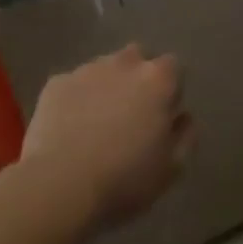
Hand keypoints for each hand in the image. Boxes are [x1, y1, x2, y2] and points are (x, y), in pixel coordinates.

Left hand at [20, 45, 194, 234]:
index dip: (170, 90)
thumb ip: (185, 136)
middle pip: (138, 58)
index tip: (163, 116)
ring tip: (97, 124)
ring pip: (104, 69)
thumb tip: (184, 117)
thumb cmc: (124, 179)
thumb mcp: (171, 169)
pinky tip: (70, 129)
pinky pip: (74, 85)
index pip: (173, 67)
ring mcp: (87, 69)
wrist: (58, 185)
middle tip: (131, 115)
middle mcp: (124, 63)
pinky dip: (76, 100)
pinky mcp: (57, 82)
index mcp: (157, 80)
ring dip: (107, 86)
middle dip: (138, 78)